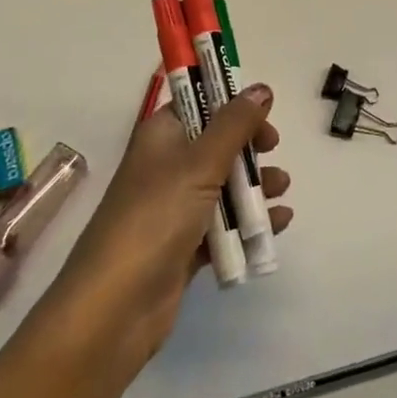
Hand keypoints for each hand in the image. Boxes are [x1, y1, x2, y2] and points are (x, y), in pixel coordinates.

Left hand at [51, 84, 290, 372]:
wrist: (114, 309)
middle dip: (248, 146)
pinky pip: (224, 226)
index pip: (196, 103)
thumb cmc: (155, 219)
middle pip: (215, 144)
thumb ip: (234, 125)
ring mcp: (174, 209)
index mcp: (160, 137)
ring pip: (223, 185)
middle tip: (273, 149)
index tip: (263, 110)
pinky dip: (249, 222)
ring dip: (254, 184)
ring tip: (282, 189)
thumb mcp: (199, 163)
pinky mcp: (184, 247)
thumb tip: (261, 88)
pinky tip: (278, 222)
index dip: (229, 101)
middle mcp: (166, 167)